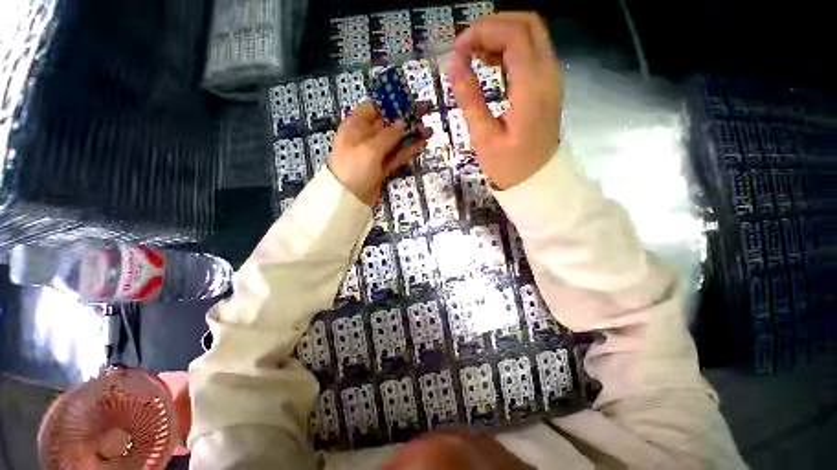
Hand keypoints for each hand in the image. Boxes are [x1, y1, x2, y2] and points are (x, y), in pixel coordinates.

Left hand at [329, 102, 429, 205]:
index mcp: (356, 126)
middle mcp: (366, 137)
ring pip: (395, 141)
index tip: (409, 101)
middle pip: (388, 124)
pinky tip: (421, 145)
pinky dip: (408, 151)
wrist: (348, 198)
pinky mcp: (383, 167)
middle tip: (425, 113)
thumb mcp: (369, 149)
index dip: (391, 103)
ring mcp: (375, 153)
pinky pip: (397, 156)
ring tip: (429, 130)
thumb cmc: (354, 168)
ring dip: (411, 136)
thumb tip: (402, 122)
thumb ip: (388, 135)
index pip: (374, 108)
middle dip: (406, 119)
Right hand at [448, 12, 562, 189]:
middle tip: (464, 48)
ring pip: (530, 34)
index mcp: (532, 88)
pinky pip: (530, 51)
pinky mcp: (546, 84)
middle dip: (491, 26)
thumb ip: (470, 98)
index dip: (482, 32)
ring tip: (472, 55)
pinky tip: (488, 62)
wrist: (537, 179)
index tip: (457, 51)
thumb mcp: (483, 137)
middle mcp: (548, 74)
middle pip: (526, 23)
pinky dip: (508, 48)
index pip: (514, 35)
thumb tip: (453, 63)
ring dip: (499, 35)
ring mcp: (550, 77)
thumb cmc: (508, 165)